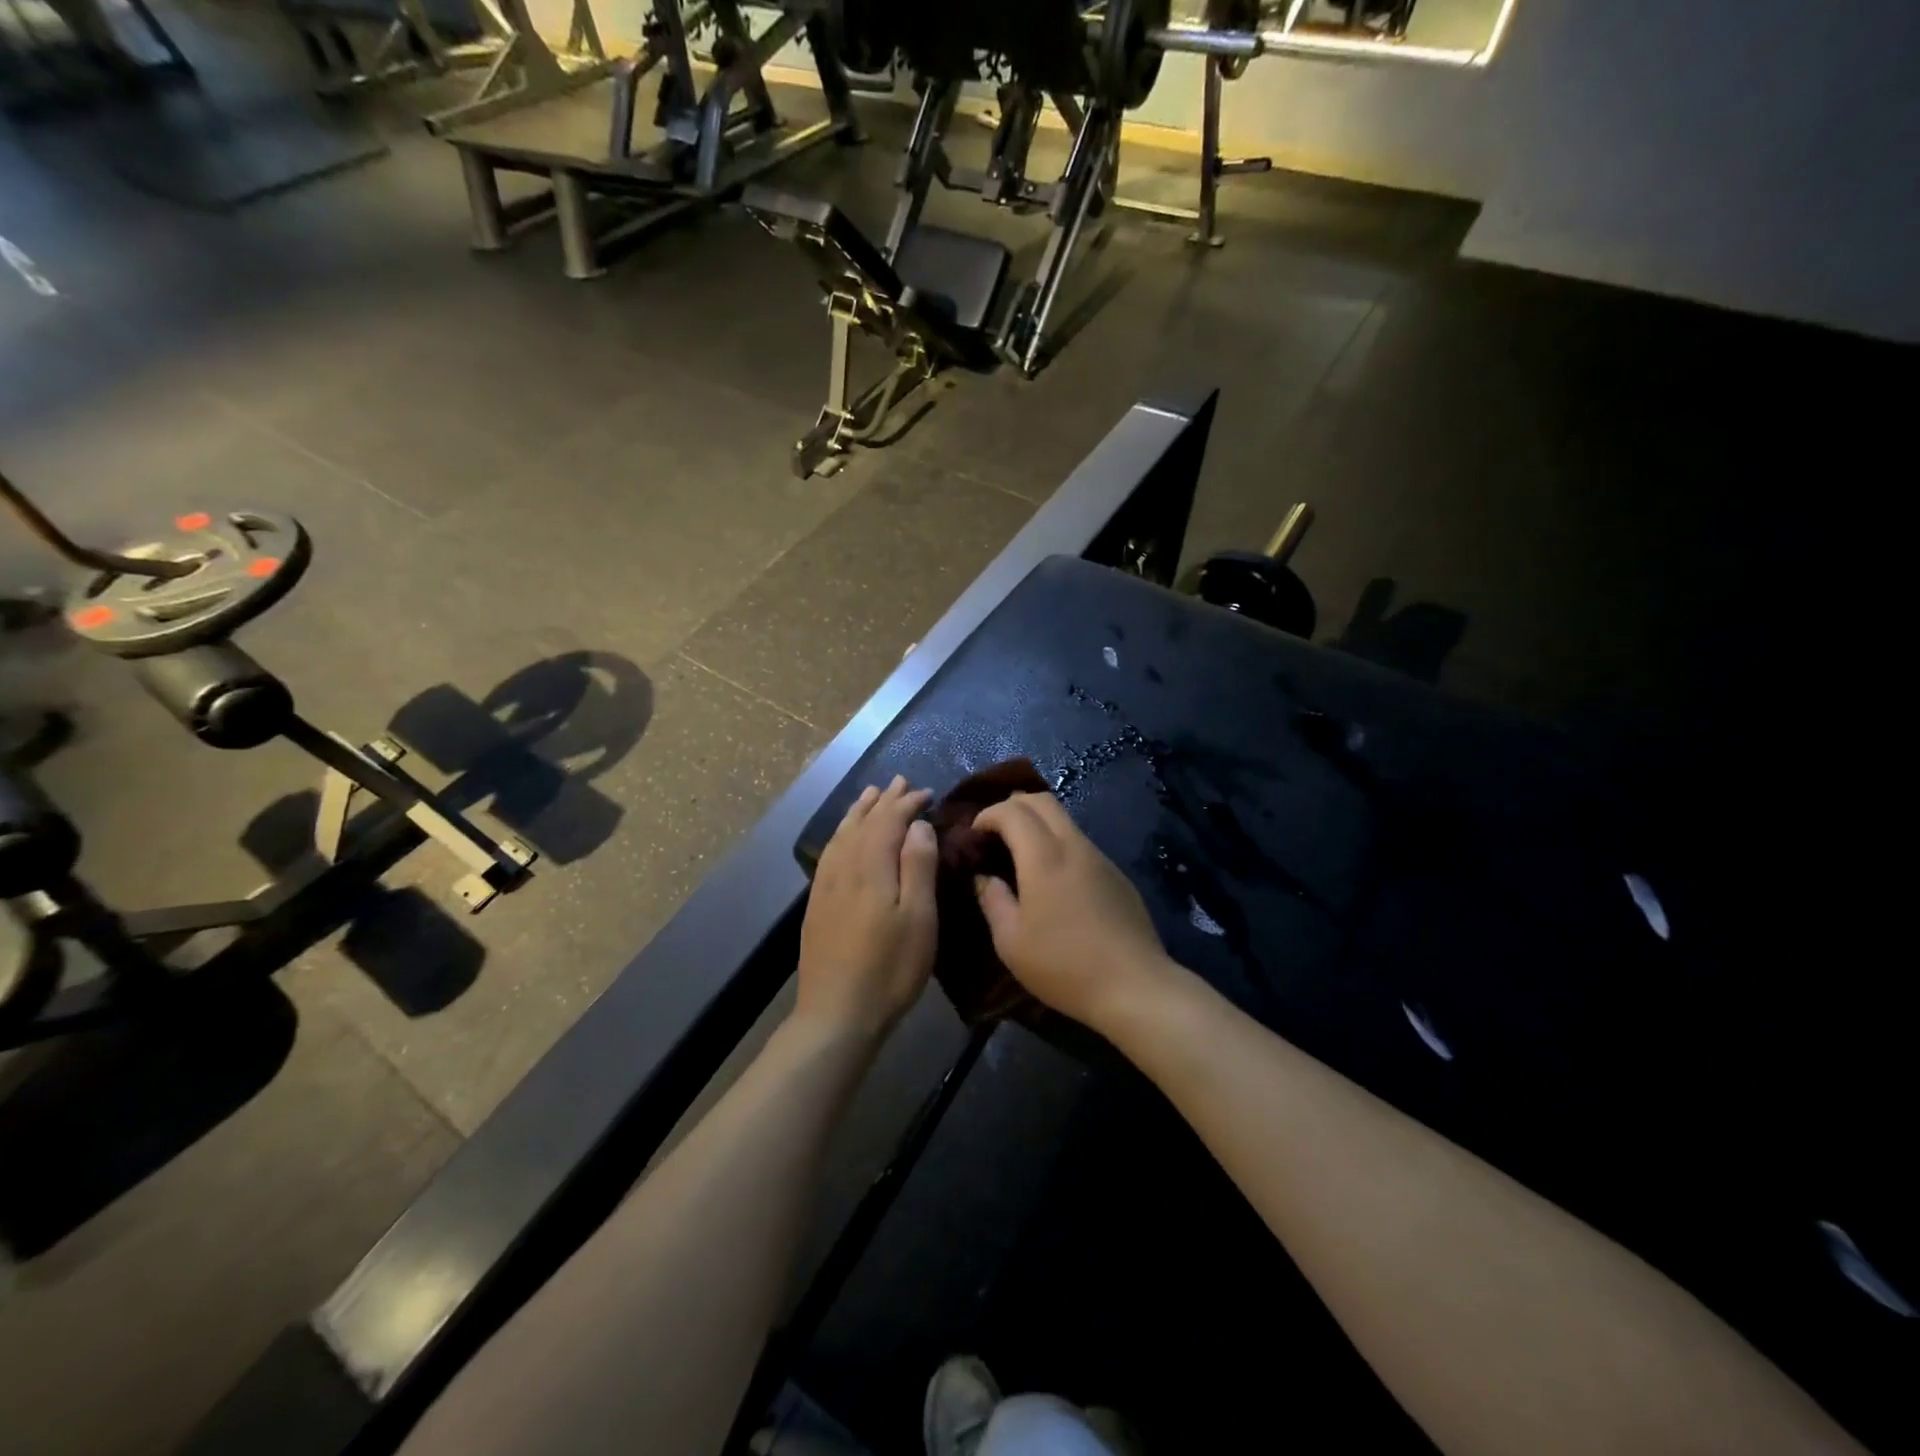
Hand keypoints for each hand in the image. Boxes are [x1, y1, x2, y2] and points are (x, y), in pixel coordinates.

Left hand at [796, 776, 938, 1041]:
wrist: (837, 1013)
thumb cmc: (890, 968)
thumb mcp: (919, 918)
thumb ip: (918, 866)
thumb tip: (917, 824)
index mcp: (871, 866)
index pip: (889, 820)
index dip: (907, 803)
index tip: (926, 792)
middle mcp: (844, 867)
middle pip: (864, 822)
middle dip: (883, 801)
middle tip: (900, 782)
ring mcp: (826, 885)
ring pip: (842, 834)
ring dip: (859, 812)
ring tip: (870, 795)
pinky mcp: (817, 903)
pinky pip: (830, 852)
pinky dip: (841, 833)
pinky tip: (845, 838)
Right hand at [972, 791, 1171, 1030]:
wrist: (1134, 986)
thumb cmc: (1063, 965)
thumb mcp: (1011, 941)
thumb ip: (993, 900)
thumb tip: (985, 877)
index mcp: (1044, 856)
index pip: (1012, 810)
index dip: (987, 815)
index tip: (973, 837)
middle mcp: (1074, 845)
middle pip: (1042, 801)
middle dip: (1012, 806)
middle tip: (993, 833)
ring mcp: (1100, 858)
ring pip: (1064, 820)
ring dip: (1037, 824)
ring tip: (1020, 854)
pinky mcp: (1117, 874)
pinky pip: (1080, 843)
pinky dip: (1058, 844)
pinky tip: (1053, 879)